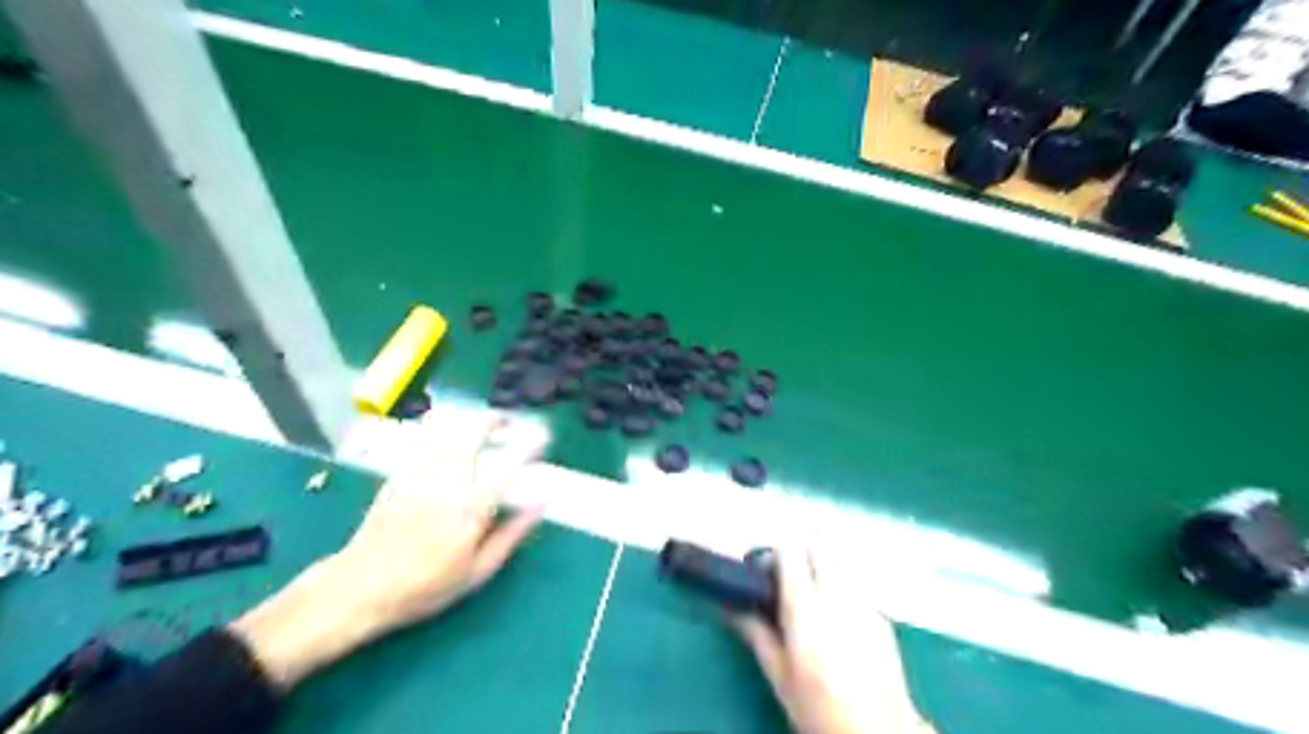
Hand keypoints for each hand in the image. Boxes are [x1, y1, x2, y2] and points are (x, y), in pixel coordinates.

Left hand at [229, 415, 548, 690]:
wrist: (360, 588)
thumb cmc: (425, 587)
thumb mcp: (477, 572)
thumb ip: (512, 534)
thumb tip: (541, 503)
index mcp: (472, 507)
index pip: (509, 464)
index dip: (530, 445)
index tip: (544, 437)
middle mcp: (447, 481)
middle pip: (473, 431)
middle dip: (496, 419)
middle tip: (509, 423)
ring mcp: (419, 473)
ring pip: (446, 427)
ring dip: (469, 419)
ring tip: (482, 424)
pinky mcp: (398, 474)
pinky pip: (423, 438)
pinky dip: (441, 427)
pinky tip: (449, 433)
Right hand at [736, 546, 928, 732]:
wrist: (878, 733)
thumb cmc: (818, 707)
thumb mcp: (778, 675)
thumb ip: (756, 633)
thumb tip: (729, 606)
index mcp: (805, 610)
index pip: (790, 554)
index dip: (775, 552)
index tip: (764, 564)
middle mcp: (836, 597)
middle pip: (819, 546)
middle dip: (800, 547)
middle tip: (786, 568)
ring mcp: (863, 603)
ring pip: (840, 560)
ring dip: (823, 561)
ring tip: (811, 584)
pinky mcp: (881, 616)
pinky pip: (856, 584)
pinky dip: (842, 583)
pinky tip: (837, 609)